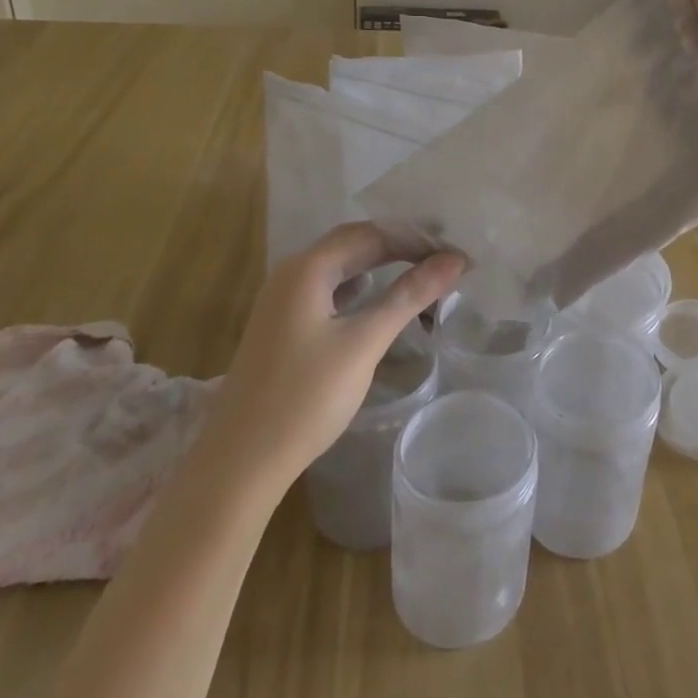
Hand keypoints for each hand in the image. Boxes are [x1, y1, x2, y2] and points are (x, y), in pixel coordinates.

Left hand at [207, 223, 465, 498]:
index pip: (372, 233)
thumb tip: (455, 259)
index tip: (457, 256)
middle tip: (447, 262)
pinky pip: (331, 291)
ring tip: (424, 275)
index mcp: (307, 269)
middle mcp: (291, 275)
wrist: (239, 464)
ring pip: (343, 268)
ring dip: (383, 267)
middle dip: (402, 248)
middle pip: (355, 244)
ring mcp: (283, 302)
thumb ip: (409, 296)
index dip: (417, 239)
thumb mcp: (363, 343)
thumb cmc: (304, 398)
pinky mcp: (284, 327)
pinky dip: (363, 289)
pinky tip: (380, 302)